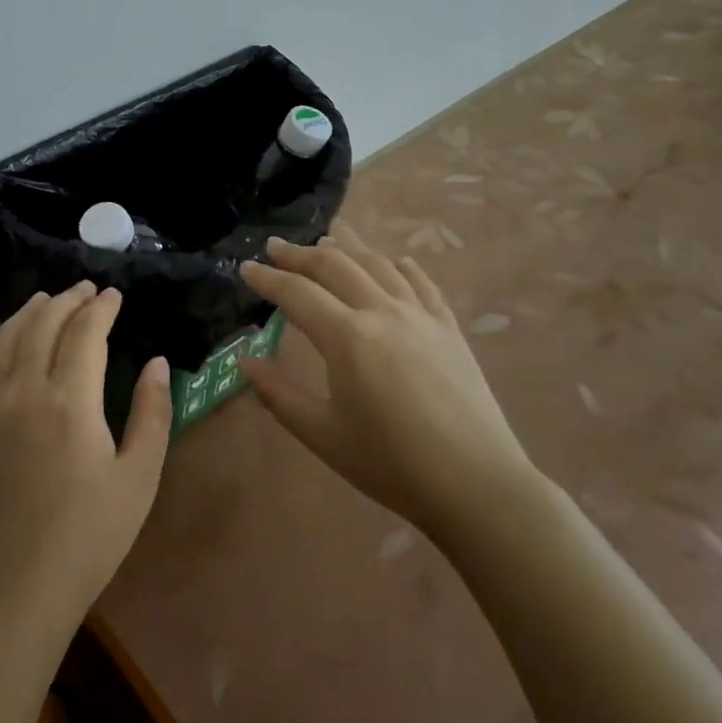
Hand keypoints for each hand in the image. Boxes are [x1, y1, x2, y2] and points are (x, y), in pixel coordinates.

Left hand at [0, 281, 171, 644]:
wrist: (15, 585)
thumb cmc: (90, 536)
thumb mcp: (139, 476)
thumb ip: (152, 412)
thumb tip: (155, 362)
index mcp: (70, 400)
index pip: (85, 332)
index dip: (102, 307)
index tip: (115, 295)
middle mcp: (24, 389)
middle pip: (43, 324)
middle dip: (68, 299)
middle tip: (87, 289)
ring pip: (7, 337)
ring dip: (30, 311)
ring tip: (49, 299)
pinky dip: (0, 339)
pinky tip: (11, 341)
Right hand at [239, 225, 536, 530]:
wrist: (475, 484)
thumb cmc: (390, 463)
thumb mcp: (322, 434)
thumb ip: (278, 394)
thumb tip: (245, 361)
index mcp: (347, 337)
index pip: (297, 293)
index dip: (268, 278)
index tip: (246, 267)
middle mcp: (382, 312)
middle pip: (336, 266)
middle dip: (301, 254)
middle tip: (276, 246)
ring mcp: (421, 316)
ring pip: (378, 264)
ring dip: (348, 247)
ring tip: (328, 238)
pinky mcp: (449, 329)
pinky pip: (422, 283)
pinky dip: (402, 266)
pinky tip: (396, 260)